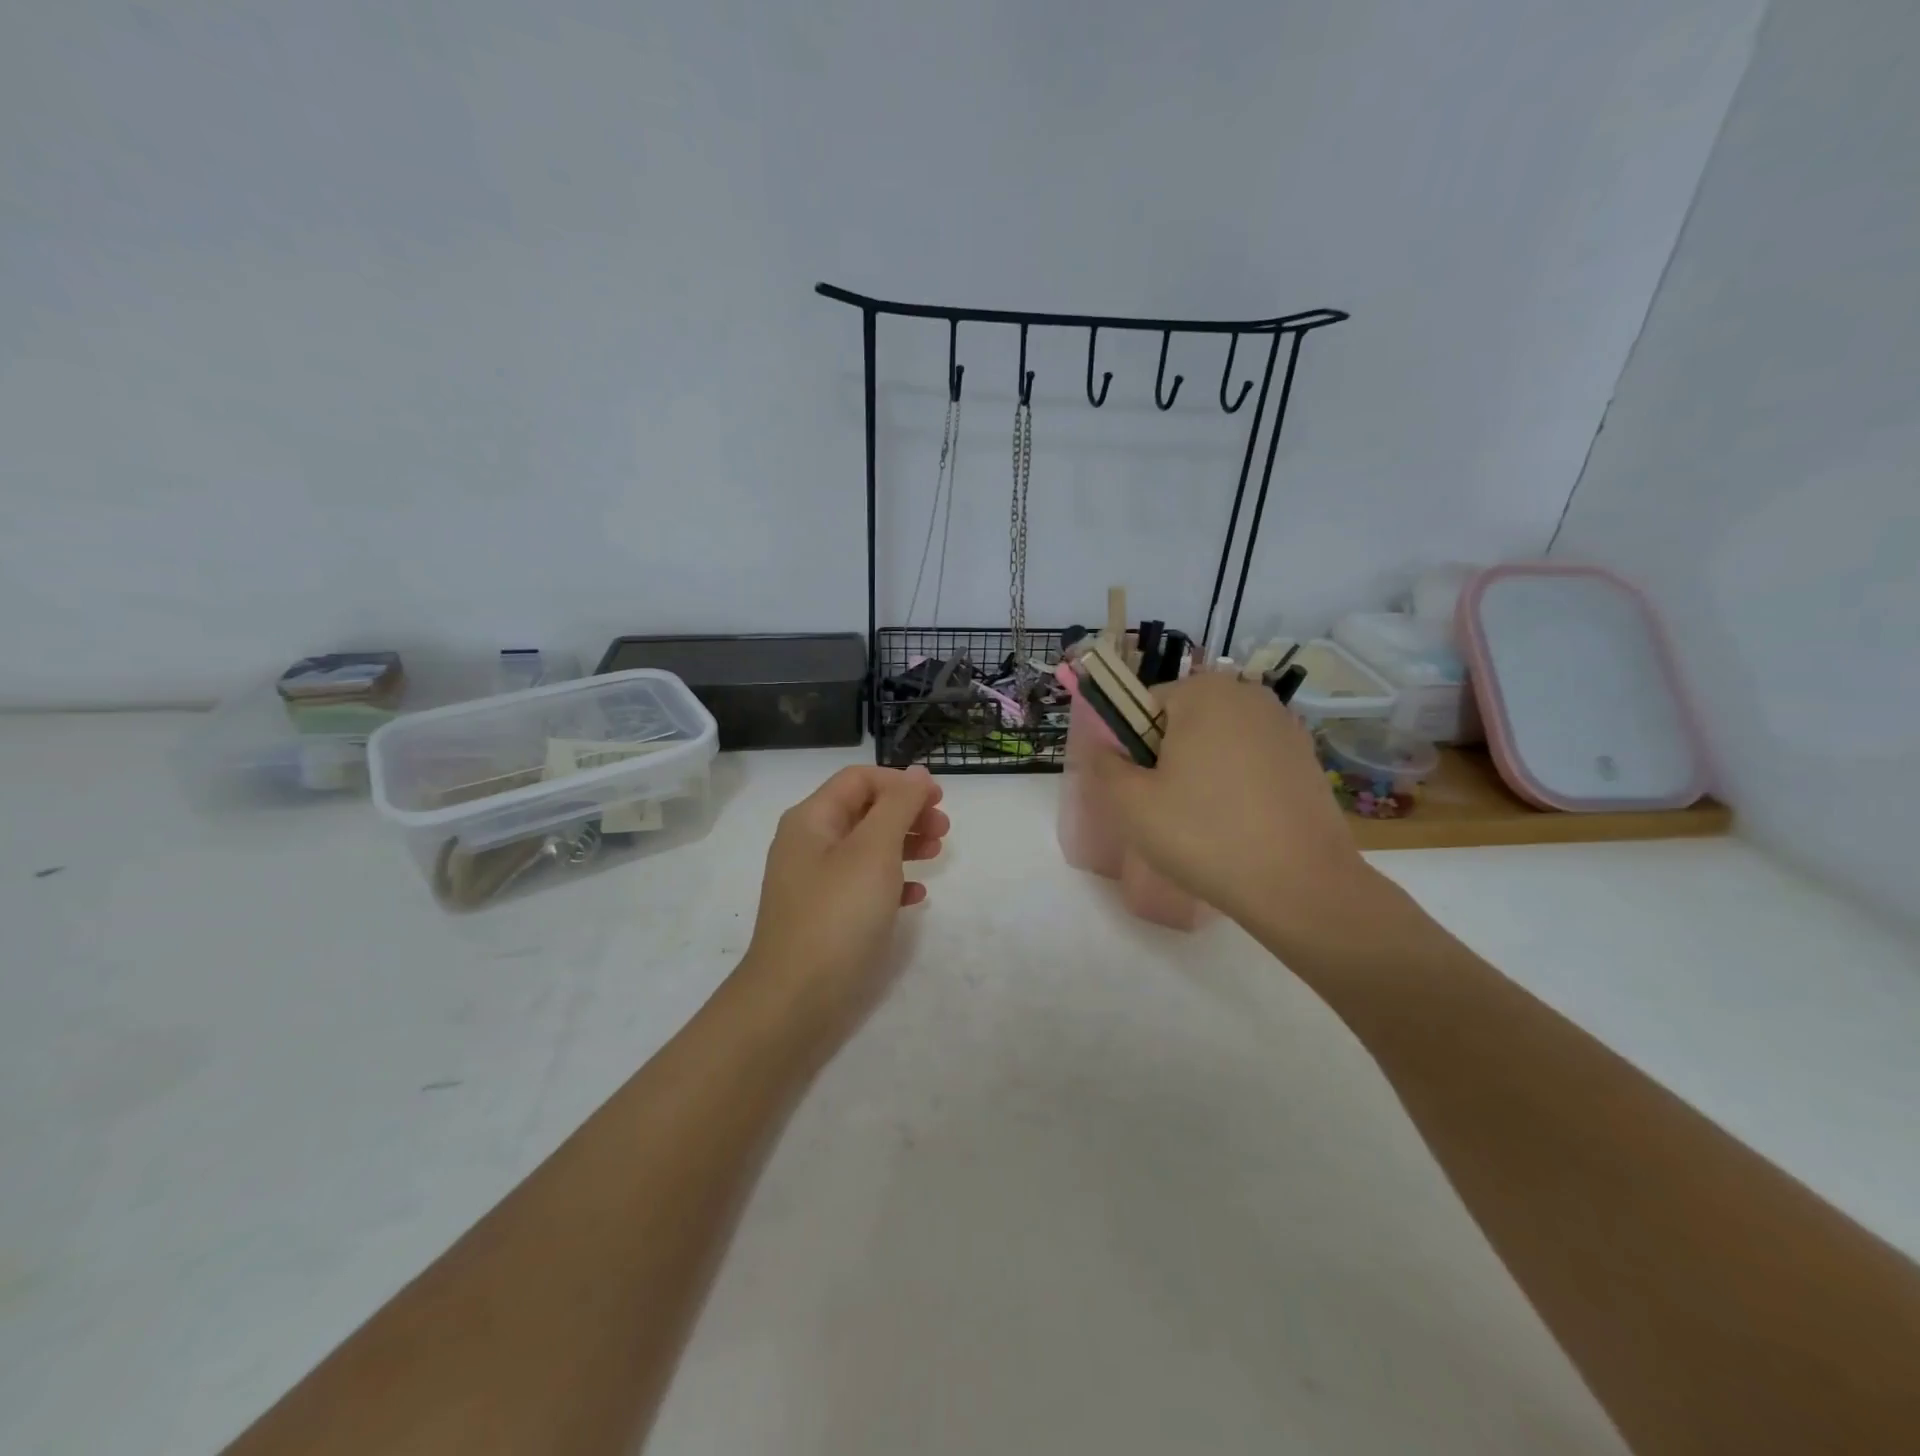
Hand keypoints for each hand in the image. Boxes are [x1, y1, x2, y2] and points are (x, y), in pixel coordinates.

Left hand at [737, 765, 948, 1042]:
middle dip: (907, 813)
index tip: (940, 799)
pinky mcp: (825, 916)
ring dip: (904, 844)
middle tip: (943, 830)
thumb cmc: (837, 915)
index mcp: (812, 819)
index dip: (901, 782)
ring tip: (937, 856)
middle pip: (864, 811)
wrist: (794, 1000)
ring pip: (866, 847)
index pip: (859, 779)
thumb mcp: (873, 851)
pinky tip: (916, 898)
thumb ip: (898, 806)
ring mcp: (815, 882)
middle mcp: (809, 844)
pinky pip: (862, 885)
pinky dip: (891, 882)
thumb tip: (916, 774)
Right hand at [1086, 671, 1382, 946]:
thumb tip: (1102, 747)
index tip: (1142, 791)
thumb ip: (1103, 764)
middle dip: (1169, 760)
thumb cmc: (1205, 835)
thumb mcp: (1131, 803)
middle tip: (1168, 811)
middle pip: (1183, 722)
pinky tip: (1239, 827)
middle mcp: (1249, 696)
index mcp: (1205, 692)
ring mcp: (1285, 727)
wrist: (1301, 886)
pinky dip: (1237, 787)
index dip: (1133, 750)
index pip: (1144, 707)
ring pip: (1217, 745)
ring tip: (1205, 824)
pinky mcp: (1307, 760)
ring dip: (1202, 774)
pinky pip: (1251, 763)